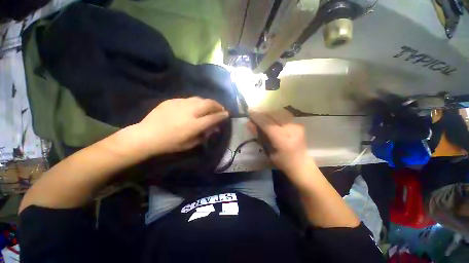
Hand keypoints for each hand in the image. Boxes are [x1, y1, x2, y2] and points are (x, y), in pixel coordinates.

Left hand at [127, 97, 228, 156]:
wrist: (147, 135)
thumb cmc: (170, 144)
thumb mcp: (190, 144)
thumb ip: (204, 135)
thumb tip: (215, 128)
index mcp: (194, 125)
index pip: (214, 117)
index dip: (222, 115)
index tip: (227, 114)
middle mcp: (190, 111)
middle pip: (209, 104)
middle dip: (218, 105)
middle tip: (221, 108)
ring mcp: (181, 104)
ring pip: (200, 99)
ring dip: (208, 102)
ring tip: (210, 106)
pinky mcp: (173, 100)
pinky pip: (189, 99)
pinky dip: (196, 102)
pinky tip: (195, 106)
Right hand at [248, 109, 310, 173]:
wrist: (302, 164)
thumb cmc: (282, 162)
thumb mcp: (268, 151)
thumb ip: (259, 136)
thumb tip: (249, 123)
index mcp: (283, 140)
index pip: (267, 124)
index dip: (257, 117)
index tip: (249, 112)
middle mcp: (292, 129)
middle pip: (274, 114)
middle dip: (262, 112)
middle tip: (254, 111)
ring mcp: (297, 125)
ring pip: (279, 112)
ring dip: (269, 111)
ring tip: (262, 114)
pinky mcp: (299, 123)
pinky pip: (284, 114)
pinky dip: (275, 114)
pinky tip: (271, 117)